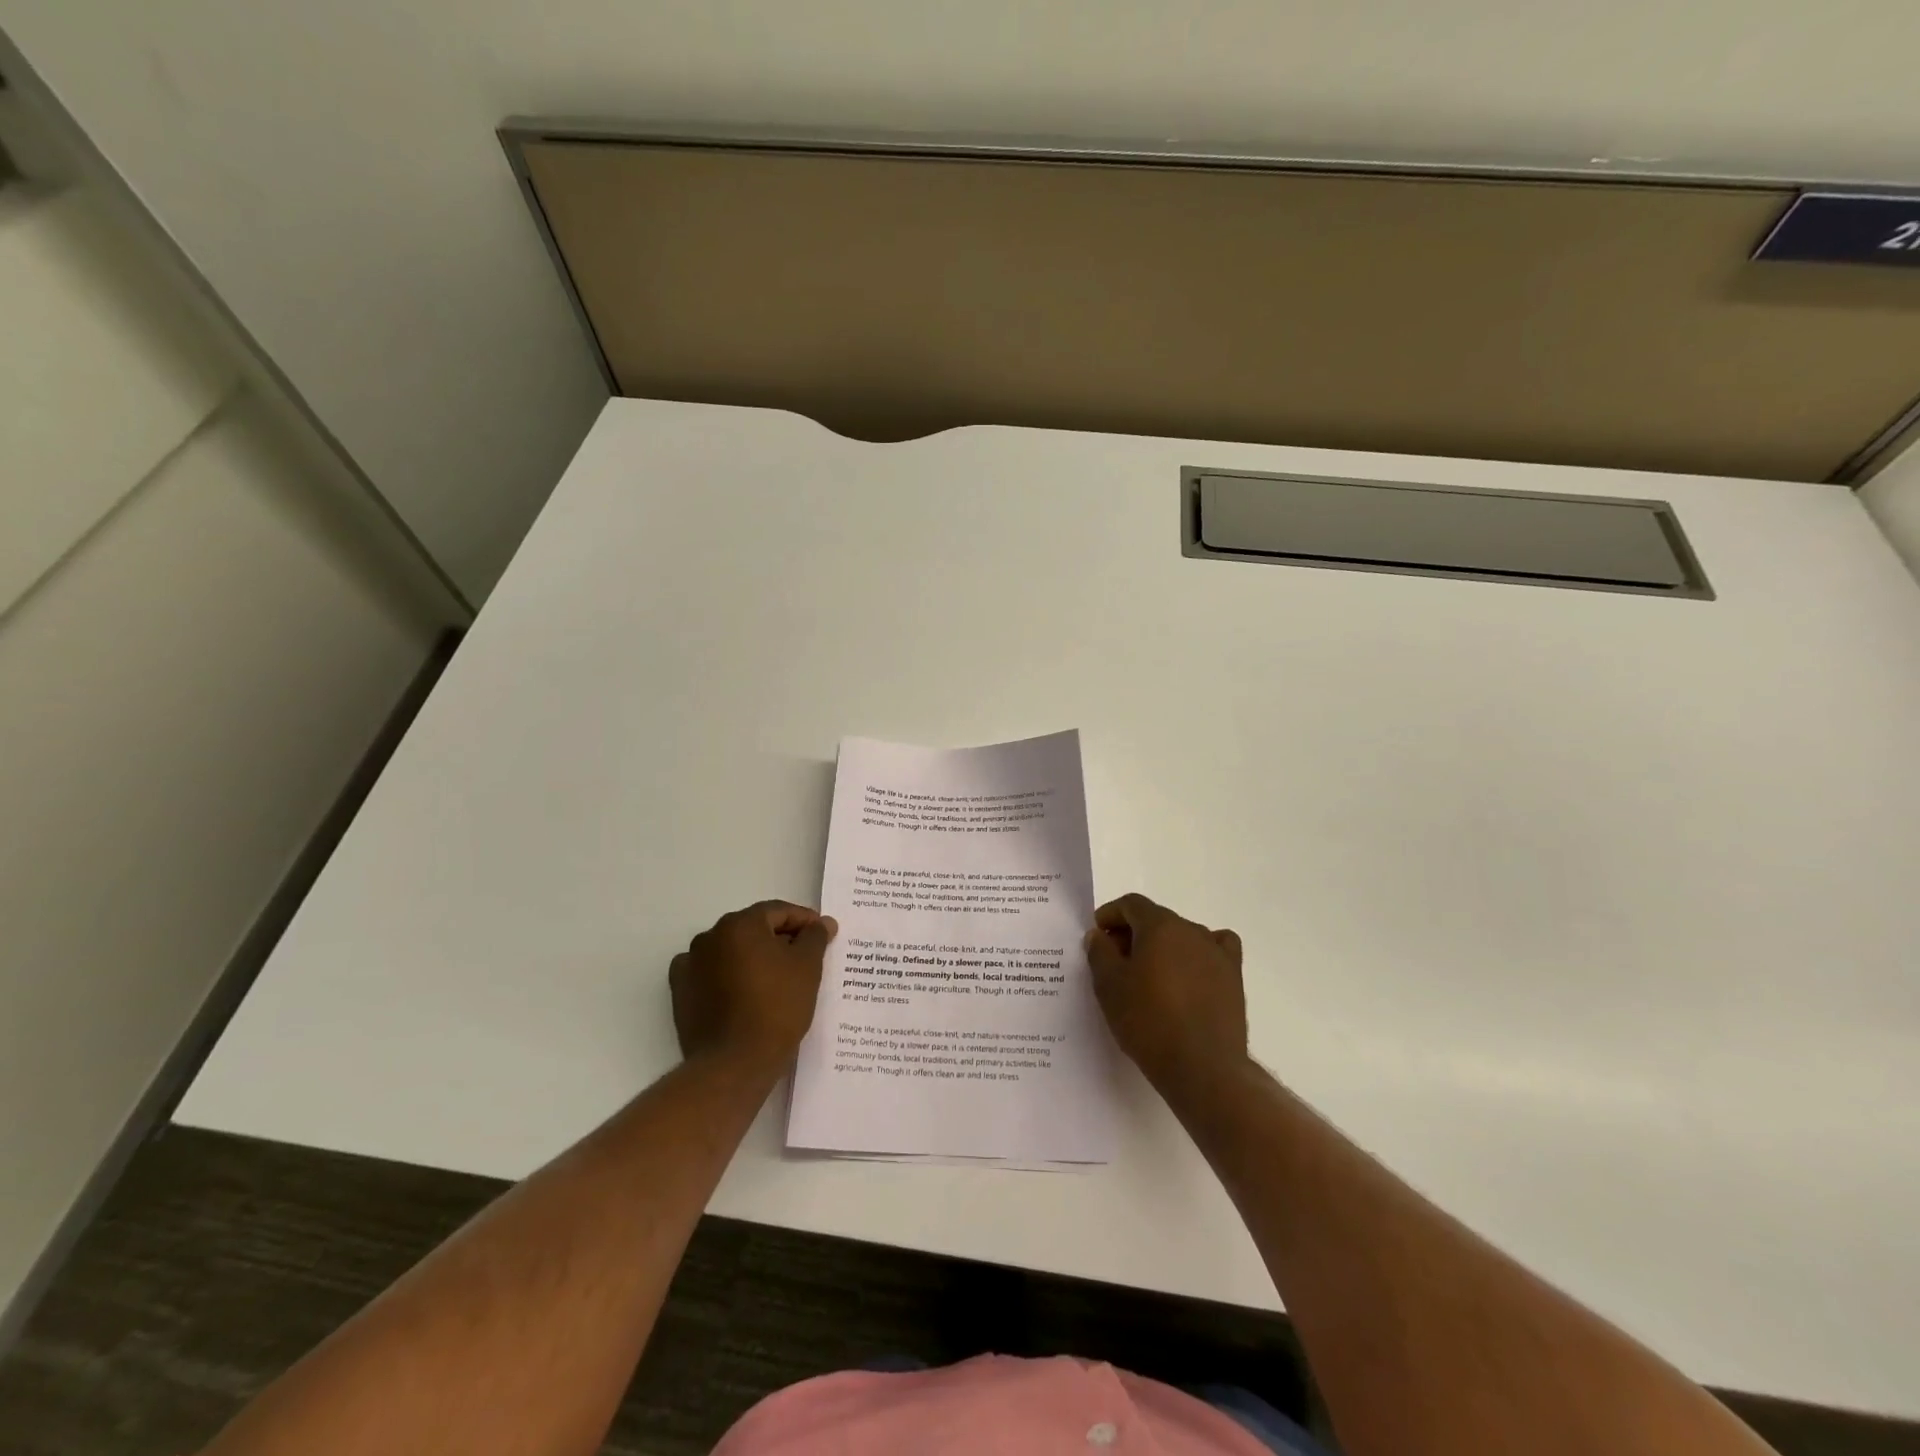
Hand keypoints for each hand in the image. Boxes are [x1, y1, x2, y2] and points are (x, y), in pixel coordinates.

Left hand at [670, 901, 836, 1073]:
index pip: (778, 911)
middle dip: (780, 938)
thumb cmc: (777, 1007)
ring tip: (777, 978)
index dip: (804, 920)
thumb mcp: (807, 967)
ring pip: (731, 951)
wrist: (734, 1063)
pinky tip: (746, 993)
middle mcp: (710, 937)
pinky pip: (712, 974)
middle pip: (753, 928)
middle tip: (805, 956)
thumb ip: (815, 937)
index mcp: (740, 924)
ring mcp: (690, 965)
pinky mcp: (681, 993)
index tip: (824, 934)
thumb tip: (821, 923)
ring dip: (754, 957)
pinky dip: (729, 977)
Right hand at [1086, 893, 1249, 1092]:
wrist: (1202, 1067)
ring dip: (1163, 946)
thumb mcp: (1109, 986)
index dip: (1110, 915)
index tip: (1098, 936)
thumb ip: (1100, 953)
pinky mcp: (1233, 977)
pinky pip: (1215, 950)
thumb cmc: (1148, 1021)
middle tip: (1116, 961)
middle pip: (1157, 919)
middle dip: (1133, 933)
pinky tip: (1191, 973)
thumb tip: (1099, 935)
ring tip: (1150, 976)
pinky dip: (1199, 954)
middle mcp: (1191, 930)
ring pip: (1183, 936)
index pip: (1131, 904)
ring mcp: (1217, 953)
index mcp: (1160, 926)